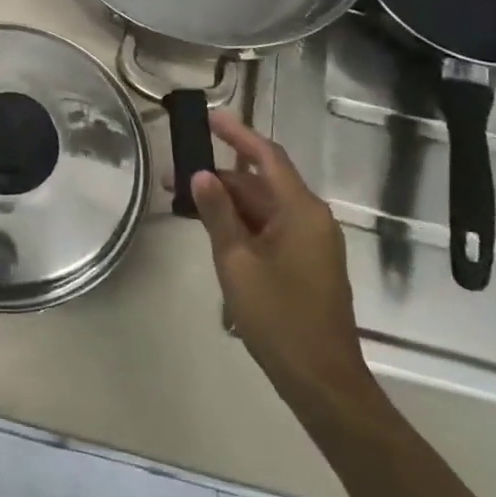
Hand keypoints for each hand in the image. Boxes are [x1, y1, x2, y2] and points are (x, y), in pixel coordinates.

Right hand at [190, 111, 375, 419]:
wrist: (321, 379)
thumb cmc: (278, 318)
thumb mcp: (237, 263)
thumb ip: (218, 215)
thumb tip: (201, 175)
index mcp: (301, 211)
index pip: (267, 157)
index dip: (238, 134)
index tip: (209, 117)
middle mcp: (311, 218)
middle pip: (261, 183)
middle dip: (219, 177)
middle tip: (174, 176)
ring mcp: (311, 242)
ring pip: (264, 207)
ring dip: (227, 202)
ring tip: (184, 202)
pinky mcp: (305, 262)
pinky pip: (270, 228)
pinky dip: (241, 223)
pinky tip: (212, 229)